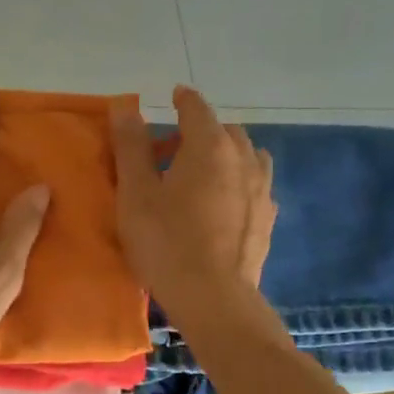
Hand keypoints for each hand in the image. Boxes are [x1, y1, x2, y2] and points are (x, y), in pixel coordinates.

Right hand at [109, 85, 274, 319]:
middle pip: (225, 130)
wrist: (213, 297)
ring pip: (247, 155)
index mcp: (209, 146)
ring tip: (203, 174)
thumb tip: (125, 106)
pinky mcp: (268, 218)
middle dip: (201, 131)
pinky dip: (239, 181)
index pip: (197, 108)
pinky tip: (224, 203)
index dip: (182, 100)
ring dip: (226, 154)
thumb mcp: (135, 193)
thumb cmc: (165, 242)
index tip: (173, 96)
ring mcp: (261, 189)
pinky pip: (255, 185)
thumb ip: (131, 146)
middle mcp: (243, 159)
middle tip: (172, 149)